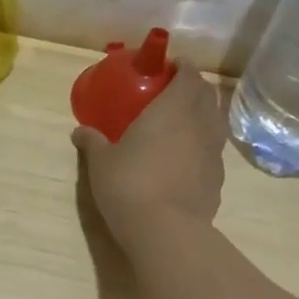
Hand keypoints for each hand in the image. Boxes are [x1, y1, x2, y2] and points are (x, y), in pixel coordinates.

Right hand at [72, 64, 226, 248]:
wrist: (166, 231)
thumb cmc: (129, 184)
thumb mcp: (101, 162)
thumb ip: (93, 142)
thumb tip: (80, 131)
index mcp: (174, 109)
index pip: (189, 75)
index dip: (181, 67)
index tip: (168, 67)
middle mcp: (200, 124)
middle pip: (207, 95)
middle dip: (193, 88)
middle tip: (172, 91)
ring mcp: (214, 153)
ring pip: (215, 122)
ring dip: (202, 115)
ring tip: (181, 123)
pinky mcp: (218, 179)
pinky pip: (213, 151)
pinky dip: (202, 145)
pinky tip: (185, 158)